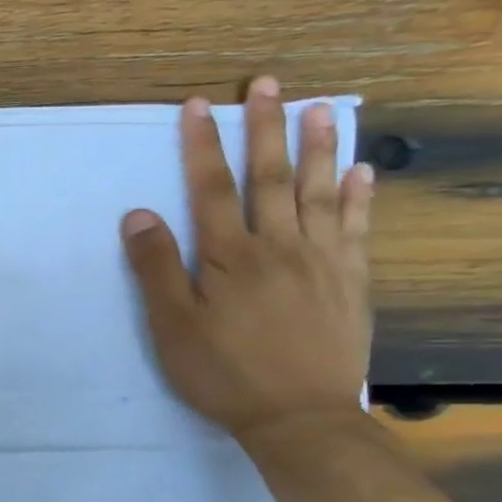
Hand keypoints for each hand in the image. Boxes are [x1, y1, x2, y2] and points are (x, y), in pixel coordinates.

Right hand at [121, 77, 373, 443]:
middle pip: (270, 177)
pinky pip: (357, 228)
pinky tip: (362, 170)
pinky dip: (360, 196)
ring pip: (319, 192)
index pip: (212, 188)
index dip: (203, 145)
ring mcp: (322, 261)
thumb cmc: (223, 372)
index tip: (199, 105)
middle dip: (265, 128)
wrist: (300, 418)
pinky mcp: (350, 282)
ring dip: (319, 146)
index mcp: (229, 257)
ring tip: (323, 106)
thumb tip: (138, 213)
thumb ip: (155, 267)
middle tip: (268, 84)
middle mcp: (279, 246)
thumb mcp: (171, 326)